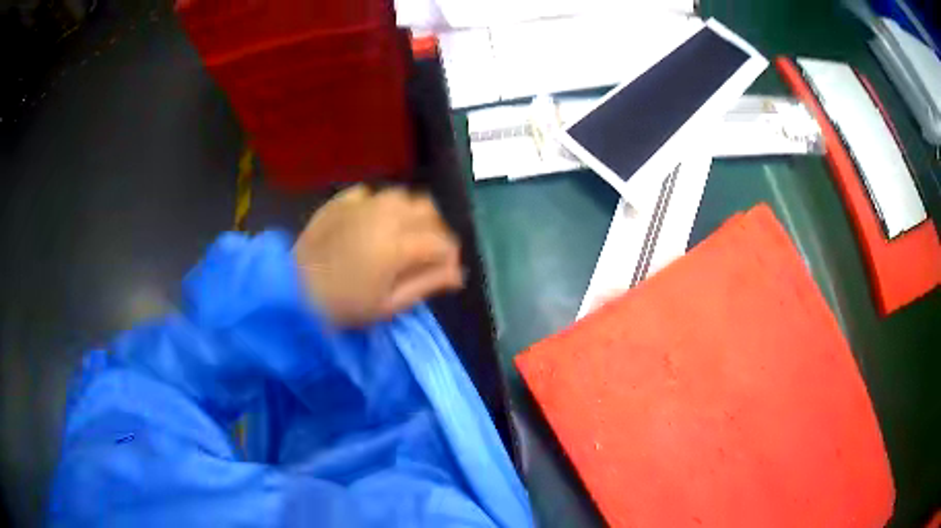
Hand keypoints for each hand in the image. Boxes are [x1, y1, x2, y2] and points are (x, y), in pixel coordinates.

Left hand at [294, 185, 463, 326]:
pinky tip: (374, 223)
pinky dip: (382, 206)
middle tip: (428, 252)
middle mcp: (385, 216)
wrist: (293, 291)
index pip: (441, 241)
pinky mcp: (341, 201)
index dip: (451, 256)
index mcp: (398, 245)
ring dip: (412, 213)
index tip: (447, 271)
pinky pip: (372, 194)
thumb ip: (427, 284)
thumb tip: (457, 273)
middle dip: (436, 230)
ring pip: (403, 196)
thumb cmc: (344, 306)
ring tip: (404, 235)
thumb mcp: (390, 305)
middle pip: (428, 210)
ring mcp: (361, 204)